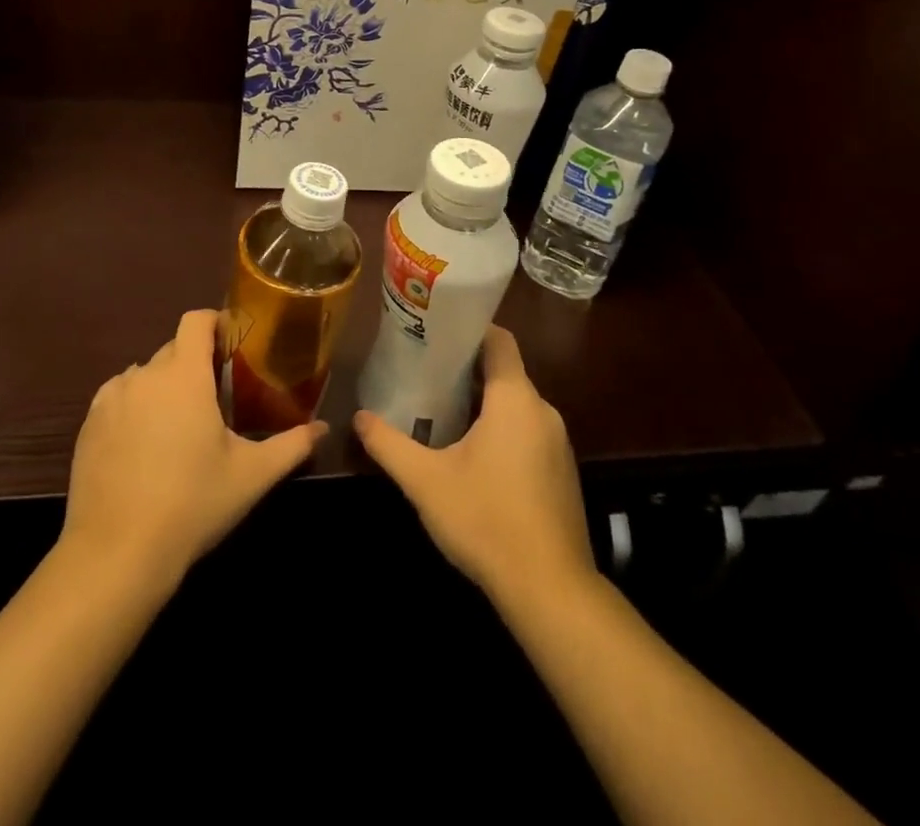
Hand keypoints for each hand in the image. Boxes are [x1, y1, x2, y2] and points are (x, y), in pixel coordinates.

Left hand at [61, 309, 325, 591]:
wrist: (116, 553)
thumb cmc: (192, 503)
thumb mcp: (252, 475)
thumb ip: (292, 445)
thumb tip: (323, 428)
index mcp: (184, 375)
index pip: (196, 320)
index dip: (215, 322)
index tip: (234, 343)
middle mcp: (144, 375)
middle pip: (173, 348)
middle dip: (195, 362)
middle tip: (218, 394)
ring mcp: (110, 399)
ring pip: (144, 375)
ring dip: (164, 385)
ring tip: (180, 423)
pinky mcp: (88, 425)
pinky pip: (118, 398)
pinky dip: (135, 407)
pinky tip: (145, 444)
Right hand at [354, 325, 594, 604]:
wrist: (550, 590)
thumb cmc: (486, 520)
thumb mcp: (426, 481)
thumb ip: (389, 445)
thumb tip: (358, 418)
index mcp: (515, 399)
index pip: (499, 340)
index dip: (470, 329)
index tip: (436, 331)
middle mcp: (543, 411)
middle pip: (505, 372)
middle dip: (467, 369)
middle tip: (425, 372)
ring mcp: (558, 443)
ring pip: (516, 405)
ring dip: (483, 403)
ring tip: (441, 410)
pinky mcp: (561, 472)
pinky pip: (528, 432)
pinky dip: (501, 430)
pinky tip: (473, 456)